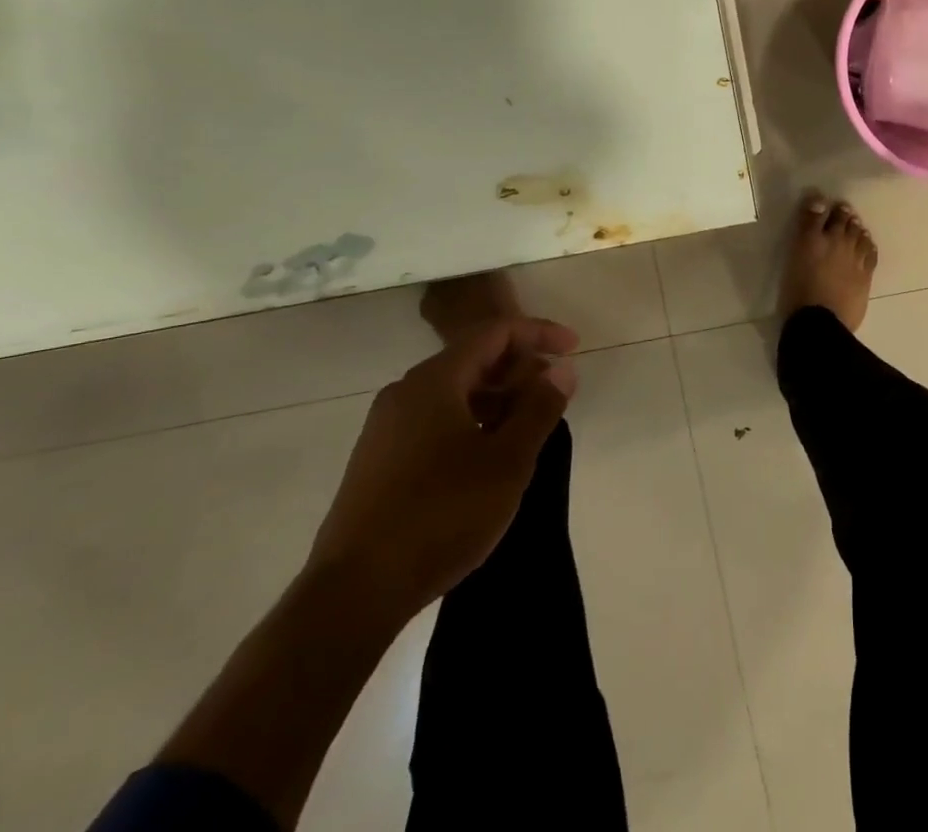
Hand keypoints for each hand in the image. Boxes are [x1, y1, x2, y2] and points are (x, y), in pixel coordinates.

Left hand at [304, 312, 576, 625]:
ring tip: (528, 429)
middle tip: (554, 395)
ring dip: (498, 399)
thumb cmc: (441, 515)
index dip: (539, 334)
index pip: (495, 333)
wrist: (353, 594)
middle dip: (520, 370)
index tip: (574, 349)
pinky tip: (488, 458)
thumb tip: (561, 371)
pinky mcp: (379, 462)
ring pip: (454, 393)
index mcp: (434, 381)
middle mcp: (405, 393)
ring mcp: (386, 428)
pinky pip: (435, 420)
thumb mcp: (507, 461)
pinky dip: (471, 422)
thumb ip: (540, 409)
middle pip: (473, 359)